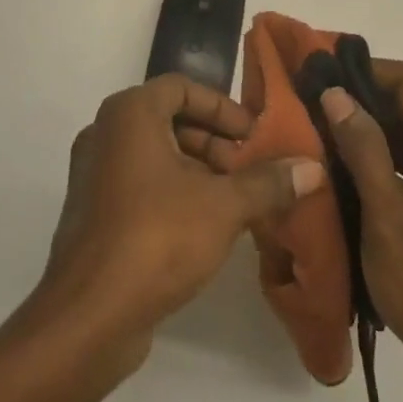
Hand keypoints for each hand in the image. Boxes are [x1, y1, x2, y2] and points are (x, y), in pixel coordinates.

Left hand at [33, 73, 325, 373]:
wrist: (89, 314)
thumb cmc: (157, 237)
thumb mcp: (223, 206)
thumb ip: (268, 183)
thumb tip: (313, 167)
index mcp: (130, 113)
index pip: (183, 88)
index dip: (223, 108)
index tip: (255, 136)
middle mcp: (106, 132)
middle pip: (170, 120)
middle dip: (215, 142)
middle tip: (252, 171)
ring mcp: (94, 172)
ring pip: (156, 154)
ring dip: (198, 170)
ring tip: (238, 202)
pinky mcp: (93, 210)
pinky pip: (140, 183)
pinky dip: (174, 192)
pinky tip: (207, 226)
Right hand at [322, 63, 402, 391]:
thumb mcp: (387, 221)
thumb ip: (364, 151)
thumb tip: (336, 93)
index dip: (368, 70)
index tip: (323, 77)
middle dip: (364, 97)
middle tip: (313, 104)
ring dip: (371, 127)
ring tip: (322, 132)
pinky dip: (384, 155)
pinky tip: (348, 171)